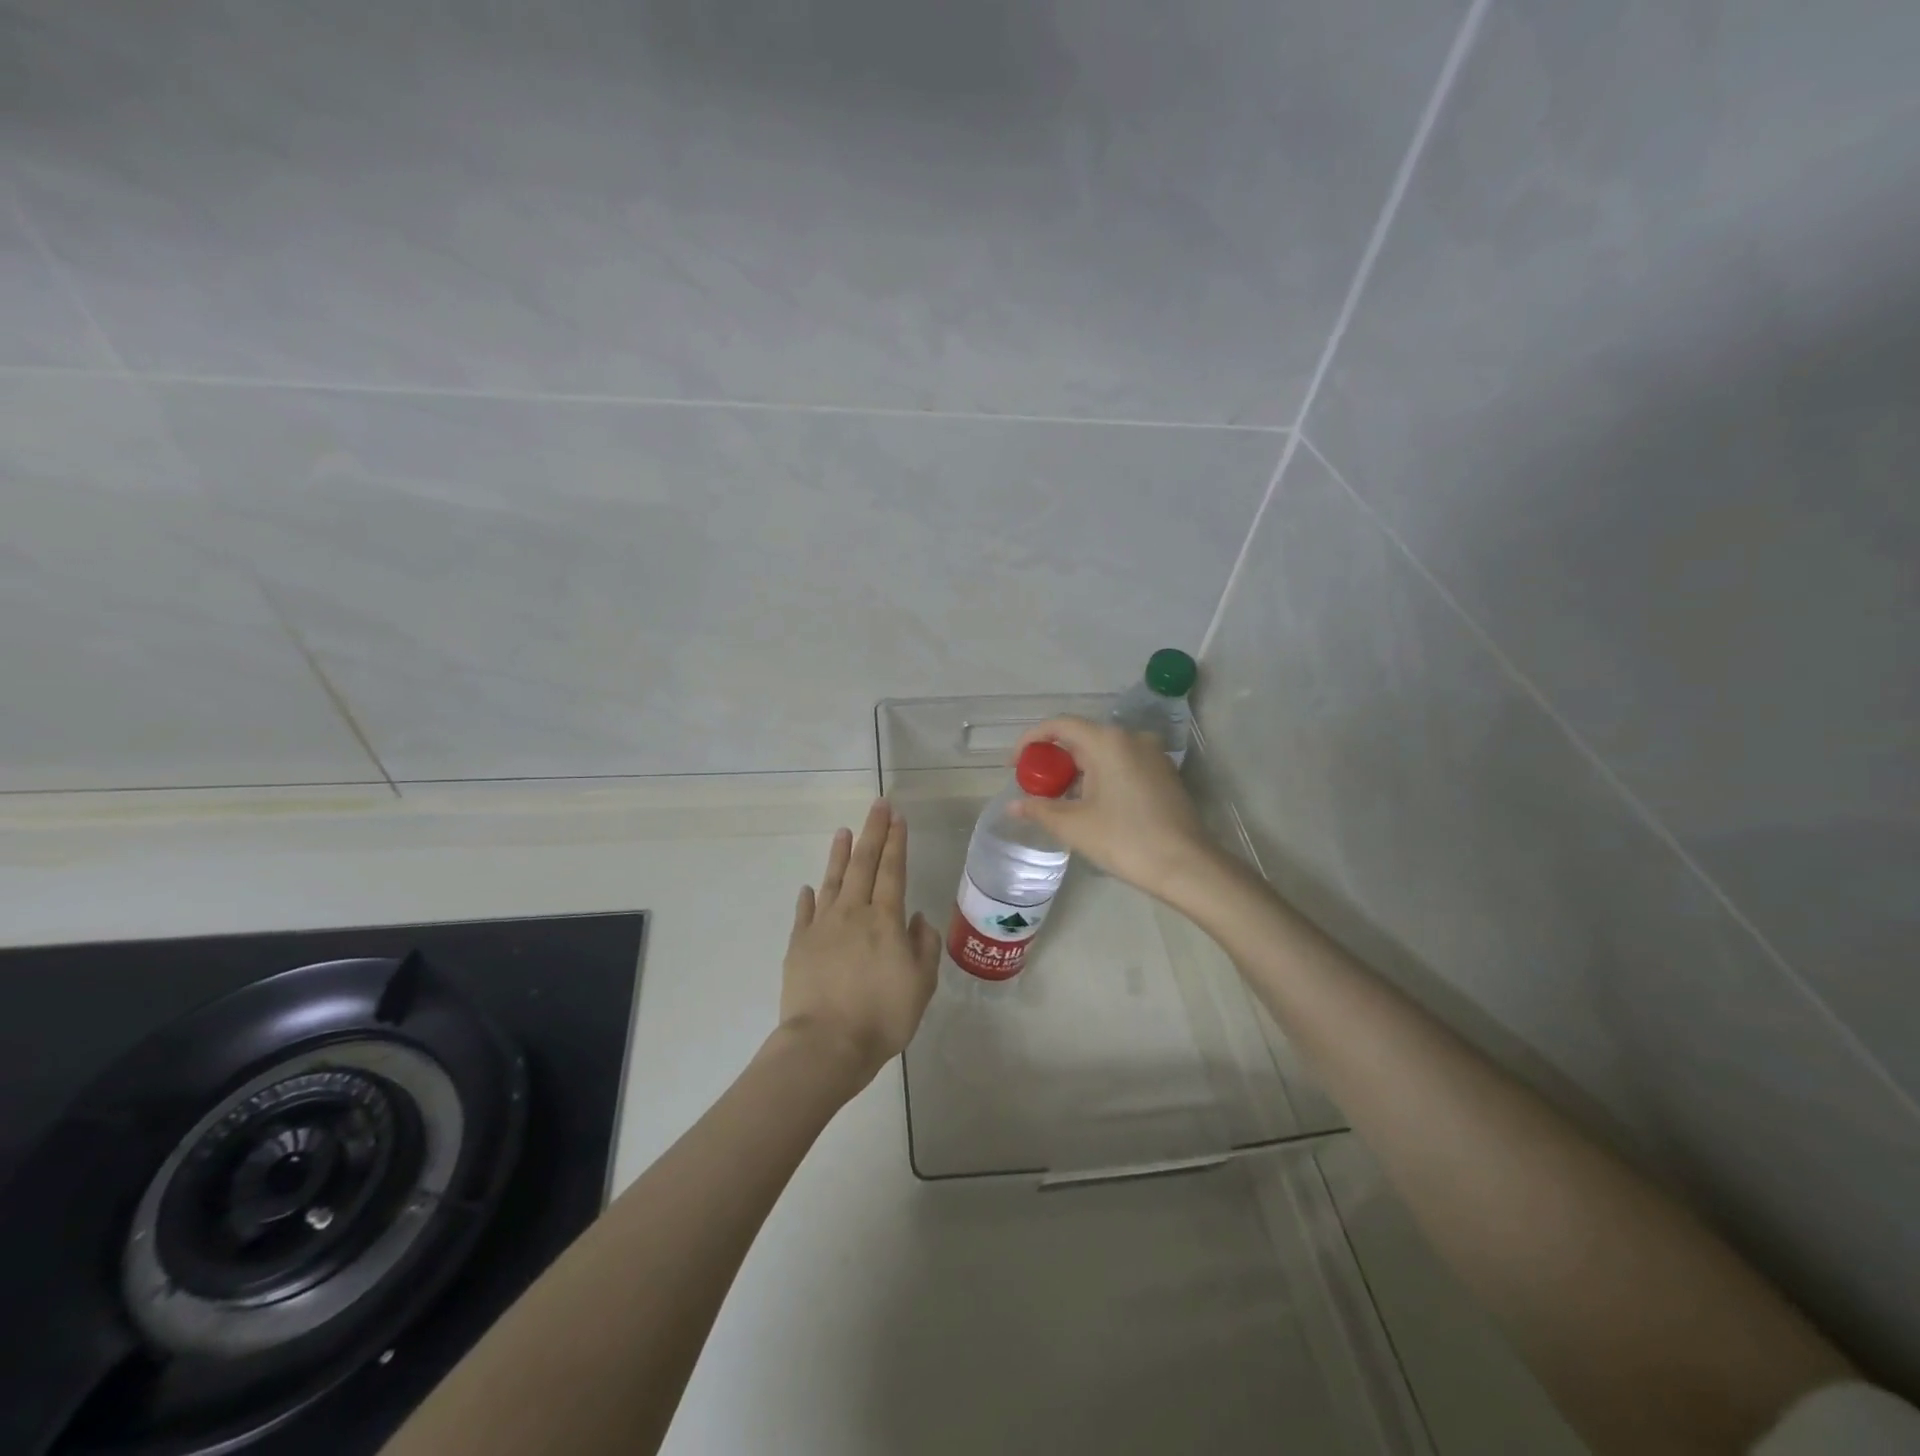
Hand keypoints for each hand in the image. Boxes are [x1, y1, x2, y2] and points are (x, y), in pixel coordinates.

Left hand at [778, 799, 940, 1090]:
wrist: (826, 1045)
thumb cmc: (883, 1016)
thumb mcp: (921, 984)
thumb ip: (924, 946)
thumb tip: (917, 917)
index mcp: (885, 920)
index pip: (893, 870)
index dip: (896, 842)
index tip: (897, 817)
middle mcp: (853, 913)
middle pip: (863, 865)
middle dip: (872, 833)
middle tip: (877, 806)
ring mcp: (822, 927)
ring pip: (832, 881)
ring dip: (839, 854)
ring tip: (843, 832)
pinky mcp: (799, 945)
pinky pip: (804, 913)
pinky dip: (808, 897)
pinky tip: (809, 887)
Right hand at [1009, 717, 1224, 900]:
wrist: (1186, 866)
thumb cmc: (1125, 840)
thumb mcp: (1075, 826)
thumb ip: (1040, 810)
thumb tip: (1014, 806)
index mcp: (1108, 741)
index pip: (1060, 725)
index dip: (1031, 740)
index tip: (1014, 764)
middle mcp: (1131, 737)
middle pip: (1082, 737)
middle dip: (1054, 760)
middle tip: (1035, 787)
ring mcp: (1152, 754)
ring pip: (1103, 752)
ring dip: (1077, 770)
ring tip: (1060, 800)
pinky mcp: (1164, 773)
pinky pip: (1123, 764)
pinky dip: (1101, 776)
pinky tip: (1092, 804)